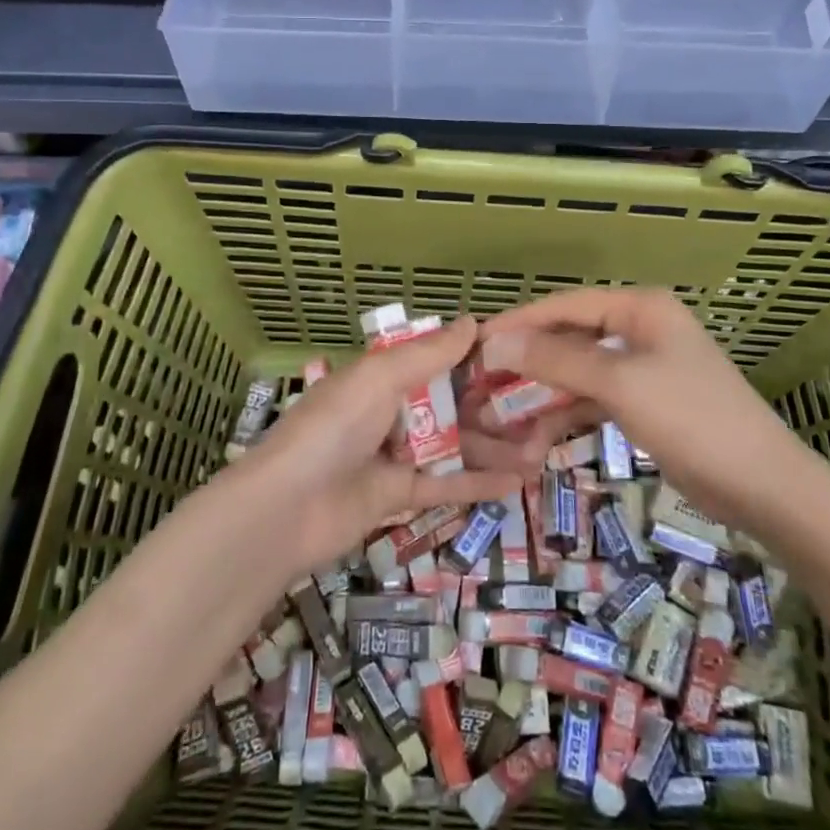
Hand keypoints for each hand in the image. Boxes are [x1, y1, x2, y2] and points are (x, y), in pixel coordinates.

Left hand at [236, 315, 521, 573]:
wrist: (286, 509)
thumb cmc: (334, 428)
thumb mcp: (380, 378)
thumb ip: (428, 354)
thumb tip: (472, 321)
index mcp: (380, 375)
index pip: (436, 360)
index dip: (475, 359)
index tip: (521, 358)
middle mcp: (390, 410)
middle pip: (450, 404)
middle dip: (493, 406)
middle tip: (543, 408)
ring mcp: (394, 454)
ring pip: (454, 444)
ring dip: (494, 446)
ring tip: (542, 448)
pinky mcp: (398, 496)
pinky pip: (445, 484)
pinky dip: (479, 482)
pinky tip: (519, 482)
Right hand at [475, 288, 804, 526]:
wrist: (765, 487)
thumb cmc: (693, 419)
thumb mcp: (620, 384)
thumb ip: (555, 360)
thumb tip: (495, 342)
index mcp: (639, 309)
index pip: (565, 306)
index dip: (519, 322)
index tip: (475, 343)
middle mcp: (639, 330)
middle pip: (569, 339)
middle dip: (526, 363)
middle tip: (480, 383)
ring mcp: (642, 369)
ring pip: (577, 374)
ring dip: (542, 396)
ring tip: (499, 419)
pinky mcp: (644, 404)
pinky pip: (593, 400)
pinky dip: (566, 416)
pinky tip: (535, 440)